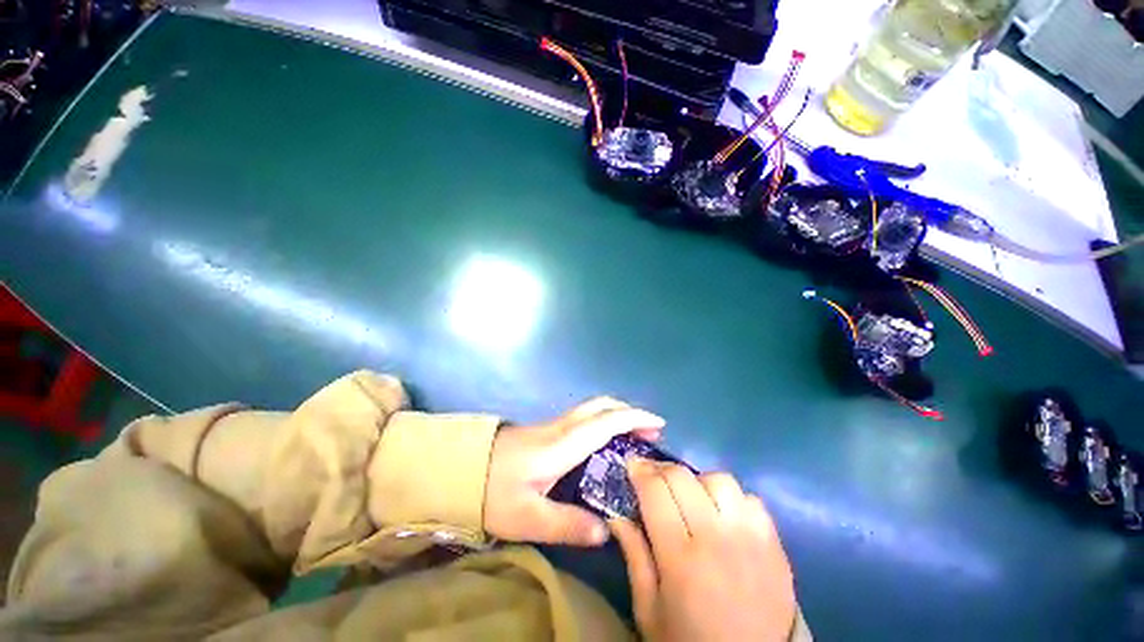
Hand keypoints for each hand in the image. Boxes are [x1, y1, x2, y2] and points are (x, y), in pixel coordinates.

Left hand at [484, 398, 664, 545]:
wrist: (462, 468)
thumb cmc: (494, 491)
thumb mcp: (529, 517)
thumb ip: (568, 525)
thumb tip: (605, 532)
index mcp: (565, 443)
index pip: (607, 421)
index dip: (634, 418)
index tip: (658, 425)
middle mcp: (563, 427)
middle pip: (601, 405)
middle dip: (629, 412)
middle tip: (650, 431)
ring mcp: (554, 425)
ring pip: (593, 408)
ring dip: (617, 414)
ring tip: (633, 435)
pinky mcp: (547, 430)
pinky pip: (584, 416)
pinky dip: (603, 420)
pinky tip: (604, 441)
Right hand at [611, 461, 795, 641]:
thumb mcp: (649, 610)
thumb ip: (634, 556)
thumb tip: (616, 515)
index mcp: (680, 556)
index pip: (655, 491)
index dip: (639, 470)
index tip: (631, 464)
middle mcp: (716, 537)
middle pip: (683, 477)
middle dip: (661, 469)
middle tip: (652, 477)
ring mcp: (750, 537)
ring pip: (719, 480)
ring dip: (698, 482)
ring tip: (691, 498)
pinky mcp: (774, 543)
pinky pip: (750, 499)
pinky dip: (732, 499)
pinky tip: (724, 515)